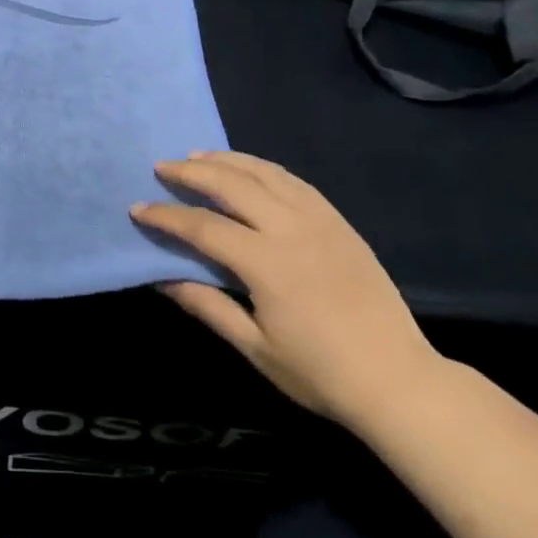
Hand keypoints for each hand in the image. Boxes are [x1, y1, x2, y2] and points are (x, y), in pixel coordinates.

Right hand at [131, 151, 444, 427]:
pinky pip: (296, 183)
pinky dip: (264, 169)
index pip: (203, 228)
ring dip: (228, 161)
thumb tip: (161, 278)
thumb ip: (206, 305)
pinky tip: (249, 169)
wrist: (398, 381)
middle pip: (233, 186)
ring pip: (266, 174)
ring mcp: (321, 222)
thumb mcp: (254, 346)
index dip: (167, 217)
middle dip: (192, 172)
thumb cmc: (319, 372)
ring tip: (198, 155)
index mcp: (267, 264)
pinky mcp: (341, 224)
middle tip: (162, 167)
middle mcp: (292, 230)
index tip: (138, 209)